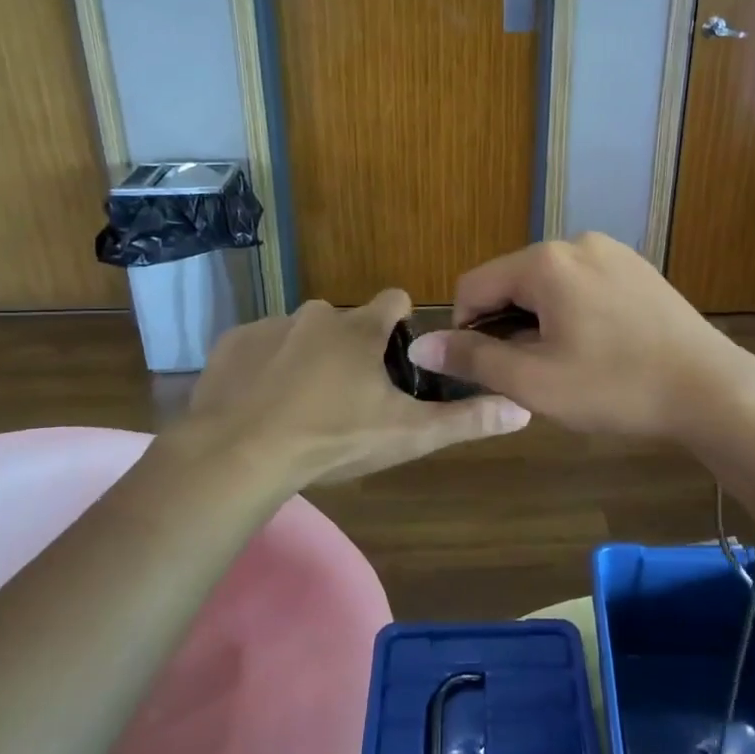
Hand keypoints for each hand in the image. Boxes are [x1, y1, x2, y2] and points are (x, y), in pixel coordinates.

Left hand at [173, 291, 529, 487]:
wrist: (239, 454)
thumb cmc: (333, 438)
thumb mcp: (408, 434)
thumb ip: (466, 420)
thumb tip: (523, 409)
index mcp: (361, 328)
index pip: (394, 299)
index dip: (401, 323)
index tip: (398, 355)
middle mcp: (317, 314)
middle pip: (345, 321)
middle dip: (351, 349)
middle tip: (349, 398)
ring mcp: (270, 326)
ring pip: (301, 334)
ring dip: (307, 359)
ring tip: (302, 407)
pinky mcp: (232, 344)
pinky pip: (259, 349)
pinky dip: (265, 369)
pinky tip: (262, 406)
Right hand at [405, 233, 754, 438]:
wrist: (711, 389)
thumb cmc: (616, 386)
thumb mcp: (534, 381)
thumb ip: (473, 359)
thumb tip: (419, 346)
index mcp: (546, 262)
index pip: (474, 284)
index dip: (465, 329)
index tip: (484, 369)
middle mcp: (577, 242)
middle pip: (514, 282)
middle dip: (507, 326)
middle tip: (529, 375)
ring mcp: (614, 253)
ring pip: (550, 286)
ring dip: (540, 322)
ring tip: (566, 366)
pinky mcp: (639, 270)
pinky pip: (585, 286)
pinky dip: (574, 314)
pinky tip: (598, 351)